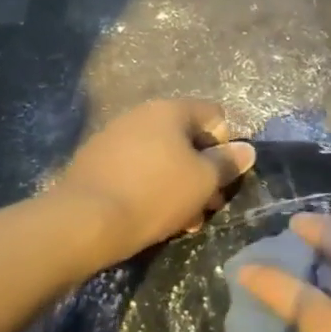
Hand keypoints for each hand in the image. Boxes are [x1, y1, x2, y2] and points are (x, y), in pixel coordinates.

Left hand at [57, 99, 255, 263]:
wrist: (84, 221)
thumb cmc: (155, 194)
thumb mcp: (203, 181)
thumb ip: (228, 163)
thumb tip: (246, 149)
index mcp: (169, 110)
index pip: (214, 115)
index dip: (227, 145)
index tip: (224, 177)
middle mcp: (140, 115)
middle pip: (186, 139)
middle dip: (202, 172)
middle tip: (208, 206)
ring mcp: (113, 137)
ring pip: (162, 159)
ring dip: (179, 185)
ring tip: (183, 221)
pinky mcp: (95, 163)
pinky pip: (136, 170)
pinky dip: (151, 189)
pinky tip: (153, 217)